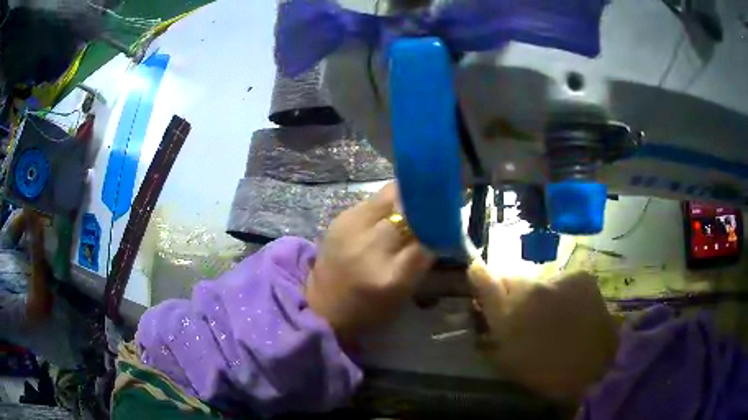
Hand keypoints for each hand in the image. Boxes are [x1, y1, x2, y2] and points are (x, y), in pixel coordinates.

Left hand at [306, 183, 433, 339]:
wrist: (322, 306)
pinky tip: (388, 213)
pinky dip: (385, 204)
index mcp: (391, 277)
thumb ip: (421, 260)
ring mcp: (351, 228)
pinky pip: (371, 201)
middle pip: (407, 209)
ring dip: (405, 199)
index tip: (448, 218)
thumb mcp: (403, 293)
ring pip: (389, 195)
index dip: (440, 225)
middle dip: (424, 205)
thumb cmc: (368, 309)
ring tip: (412, 205)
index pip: (427, 238)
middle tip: (433, 205)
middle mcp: (371, 248)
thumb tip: (438, 228)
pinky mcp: (339, 219)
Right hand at [470, 264, 618, 403]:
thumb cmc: (545, 373)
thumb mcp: (508, 360)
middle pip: (513, 278)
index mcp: (509, 315)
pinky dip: (563, 293)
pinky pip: (563, 281)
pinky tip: (573, 312)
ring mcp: (558, 280)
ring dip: (541, 295)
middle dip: (513, 292)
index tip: (476, 270)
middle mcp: (531, 290)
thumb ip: (491, 333)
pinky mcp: (581, 277)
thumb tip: (483, 312)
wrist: (593, 369)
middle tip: (524, 313)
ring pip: (540, 281)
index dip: (478, 274)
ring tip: (553, 317)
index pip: (485, 280)